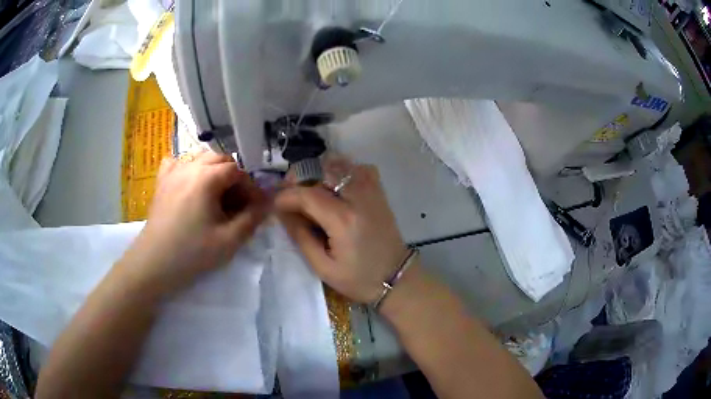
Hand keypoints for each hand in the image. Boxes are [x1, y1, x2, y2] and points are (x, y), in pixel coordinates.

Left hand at [126, 152, 267, 295]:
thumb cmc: (191, 254)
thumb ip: (252, 218)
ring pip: (200, 158)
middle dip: (234, 177)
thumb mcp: (229, 241)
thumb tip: (268, 202)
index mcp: (206, 178)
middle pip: (220, 158)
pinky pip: (177, 162)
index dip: (250, 187)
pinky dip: (189, 167)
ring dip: (214, 171)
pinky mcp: (162, 181)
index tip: (255, 206)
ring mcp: (173, 172)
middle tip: (237, 202)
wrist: (153, 264)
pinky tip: (190, 183)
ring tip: (217, 195)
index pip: (238, 170)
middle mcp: (189, 166)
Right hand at [275, 159, 407, 302]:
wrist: (397, 279)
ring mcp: (372, 191)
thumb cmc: (359, 279)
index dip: (286, 196)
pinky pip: (358, 168)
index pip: (307, 194)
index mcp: (344, 220)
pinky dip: (342, 170)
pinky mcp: (379, 192)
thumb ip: (300, 236)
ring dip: (319, 172)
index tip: (275, 205)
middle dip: (299, 178)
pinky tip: (334, 186)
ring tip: (308, 190)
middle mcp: (359, 198)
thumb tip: (282, 212)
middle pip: (322, 170)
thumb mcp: (323, 267)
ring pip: (340, 164)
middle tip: (289, 195)